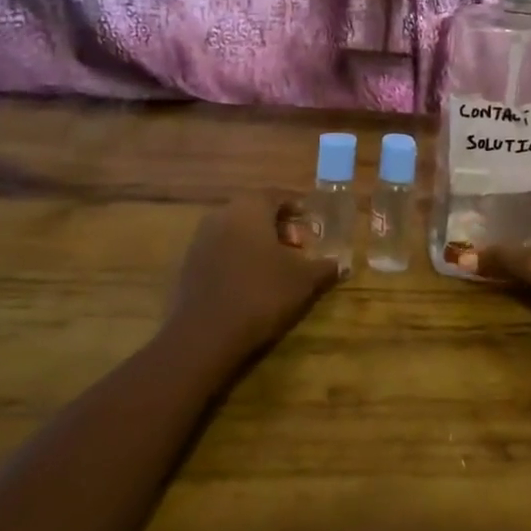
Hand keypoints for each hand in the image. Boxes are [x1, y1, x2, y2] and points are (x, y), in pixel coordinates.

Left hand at [160, 194, 340, 371]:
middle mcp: (222, 214)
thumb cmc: (261, 294)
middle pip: (255, 211)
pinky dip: (239, 257)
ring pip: (236, 230)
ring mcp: (201, 239)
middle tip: (299, 246)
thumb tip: (341, 263)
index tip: (313, 223)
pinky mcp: (189, 264)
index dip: (298, 207)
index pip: (277, 195)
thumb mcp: (304, 280)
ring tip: (278, 266)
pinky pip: (221, 250)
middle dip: (279, 225)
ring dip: (258, 242)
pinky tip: (252, 281)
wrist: (205, 335)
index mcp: (250, 208)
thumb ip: (325, 267)